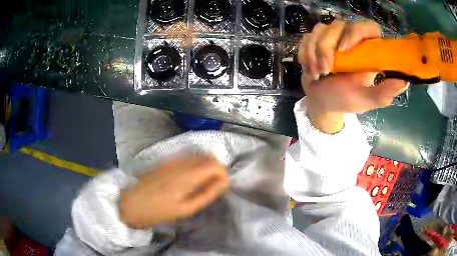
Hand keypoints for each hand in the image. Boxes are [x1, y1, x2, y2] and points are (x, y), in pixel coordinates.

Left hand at [119, 156, 227, 228]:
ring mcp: (171, 160)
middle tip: (212, 186)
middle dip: (215, 170)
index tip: (221, 186)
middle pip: (207, 157)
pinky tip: (188, 179)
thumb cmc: (157, 211)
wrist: (129, 202)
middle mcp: (180, 162)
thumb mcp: (185, 209)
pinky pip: (186, 158)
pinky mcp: (165, 161)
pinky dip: (194, 166)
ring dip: (205, 167)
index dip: (223, 174)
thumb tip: (224, 182)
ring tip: (201, 184)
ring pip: (197, 156)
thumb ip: (206, 194)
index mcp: (187, 175)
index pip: (215, 164)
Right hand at [298, 20, 407, 132]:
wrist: (322, 103)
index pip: (369, 27)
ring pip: (320, 29)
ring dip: (315, 52)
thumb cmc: (346, 100)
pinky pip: (307, 37)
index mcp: (367, 51)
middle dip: (327, 46)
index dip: (357, 31)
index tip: (345, 49)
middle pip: (338, 24)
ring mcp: (331, 38)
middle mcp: (350, 39)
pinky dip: (305, 54)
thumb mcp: (367, 99)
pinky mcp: (315, 40)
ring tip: (319, 73)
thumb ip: (384, 92)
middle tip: (327, 69)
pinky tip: (311, 69)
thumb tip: (404, 81)